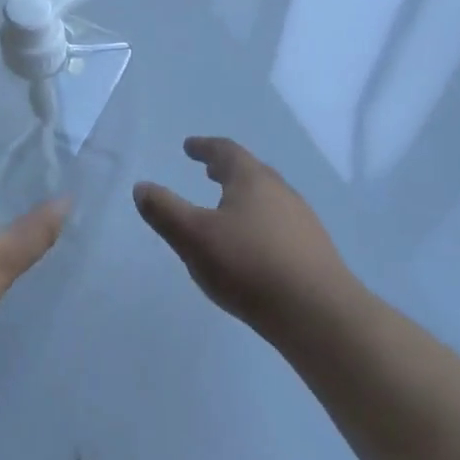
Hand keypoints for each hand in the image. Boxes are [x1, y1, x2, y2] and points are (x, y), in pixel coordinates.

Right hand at [133, 137, 355, 335]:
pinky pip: (280, 223)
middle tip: (209, 170)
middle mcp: (280, 191)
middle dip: (227, 169)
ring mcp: (302, 220)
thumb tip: (142, 187)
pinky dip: (260, 221)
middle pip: (251, 171)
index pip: (226, 151)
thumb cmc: (249, 265)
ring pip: (268, 197)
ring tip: (228, 207)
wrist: (318, 312)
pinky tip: (254, 245)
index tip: (189, 146)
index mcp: (252, 179)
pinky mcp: (313, 249)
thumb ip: (165, 211)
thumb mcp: (194, 238)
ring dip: (245, 196)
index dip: (204, 147)